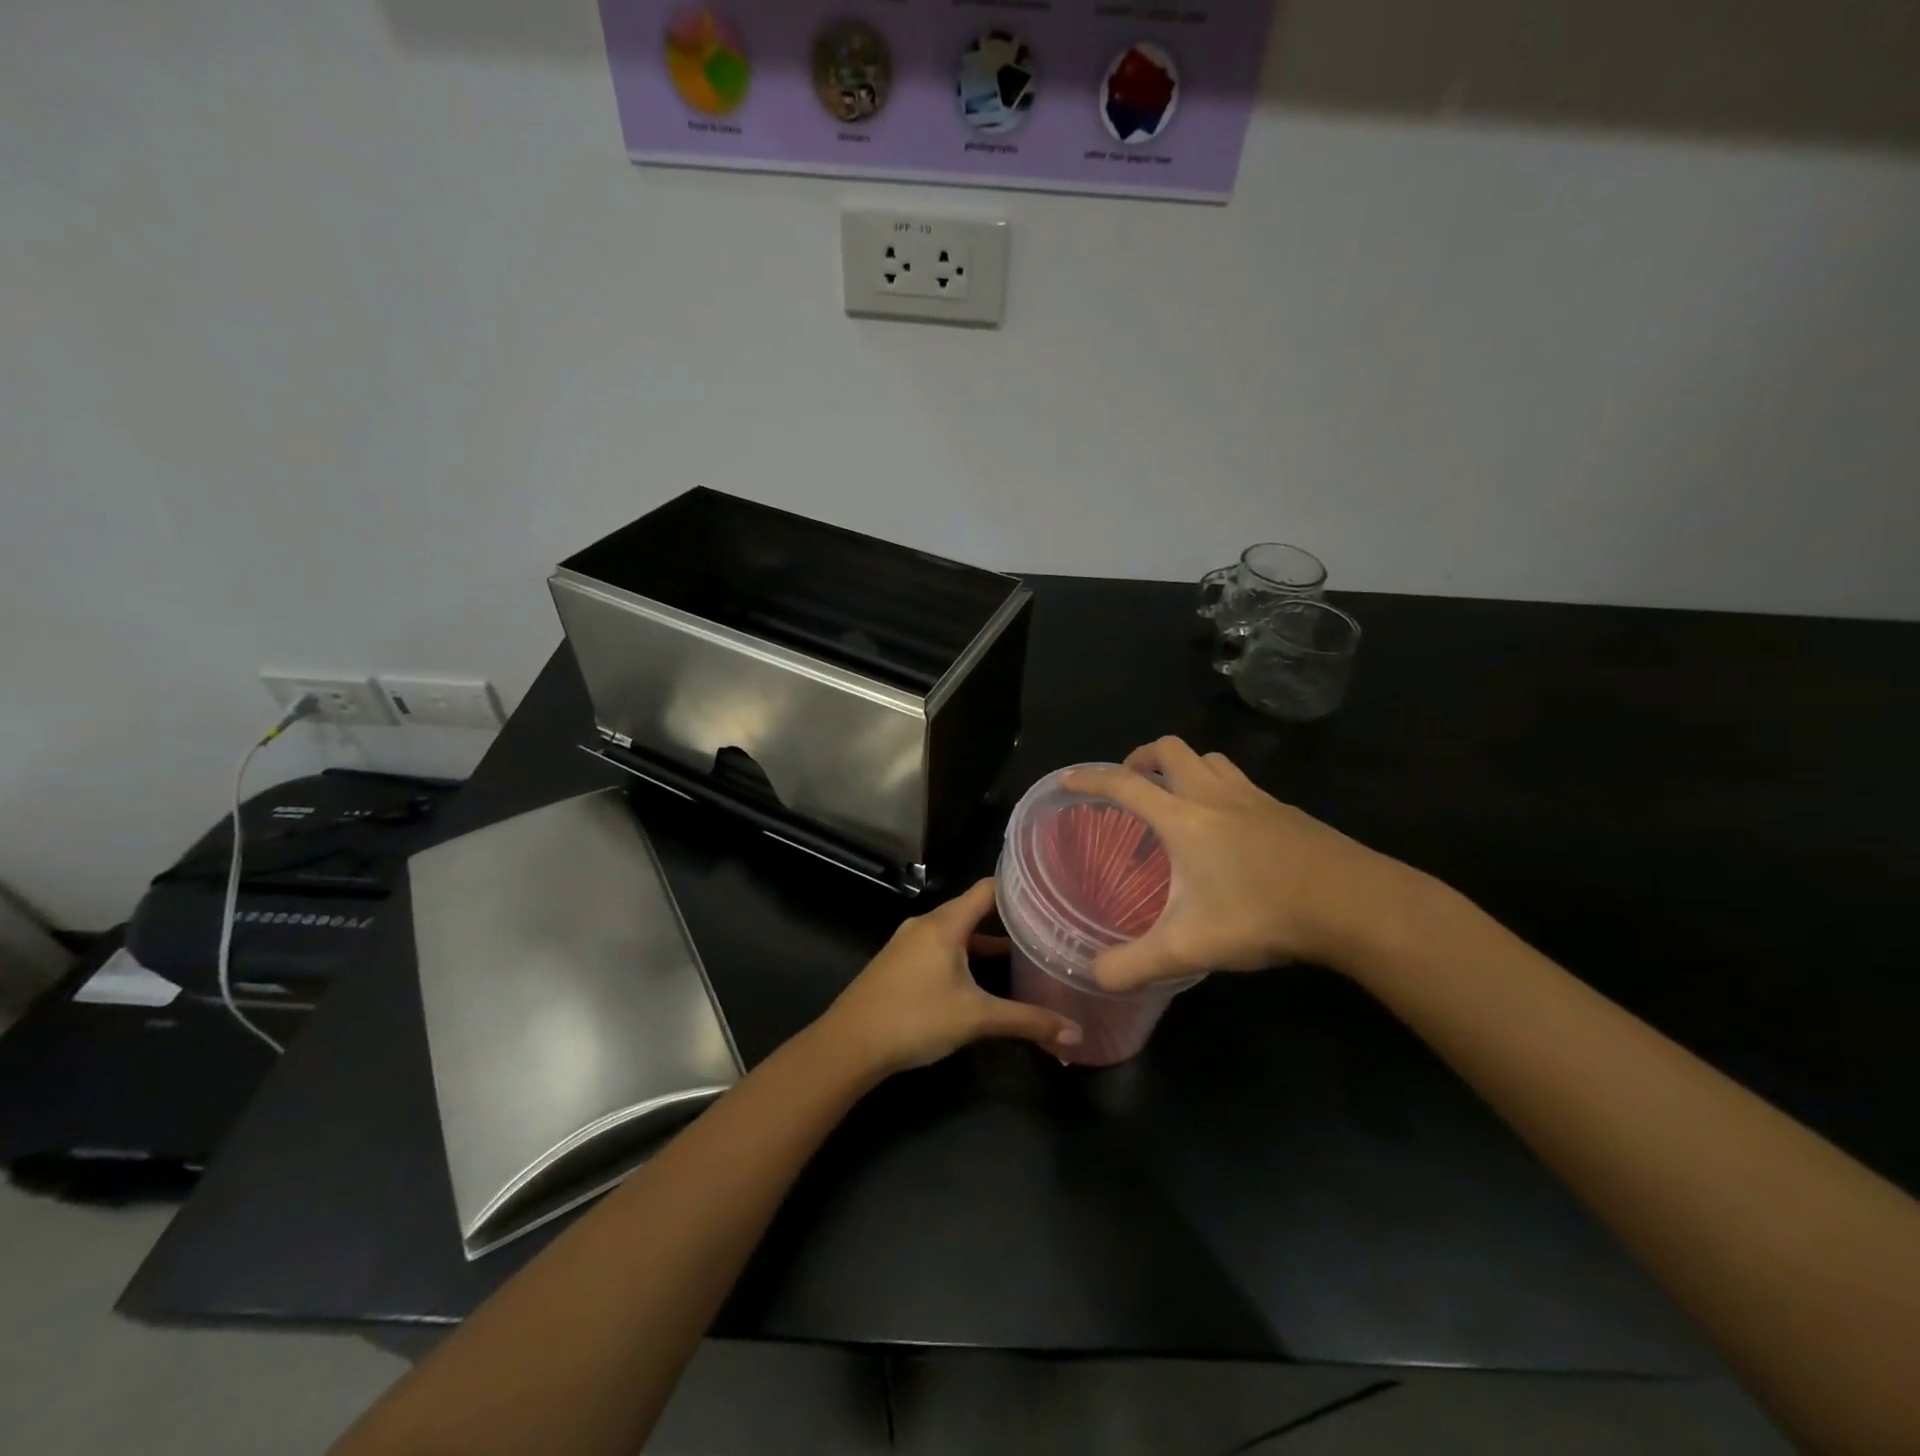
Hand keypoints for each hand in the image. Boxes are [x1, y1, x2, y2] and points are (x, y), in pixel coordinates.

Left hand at [820, 879, 1083, 1076]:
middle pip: (973, 909)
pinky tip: (979, 978)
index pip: (988, 888)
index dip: (1018, 888)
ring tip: (1021, 953)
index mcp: (945, 923)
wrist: (848, 1044)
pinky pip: (939, 946)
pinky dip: (964, 954)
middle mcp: (926, 923)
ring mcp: (908, 942)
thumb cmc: (915, 1019)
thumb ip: (1026, 1021)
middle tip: (1044, 927)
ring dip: (984, 940)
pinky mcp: (898, 962)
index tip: (1049, 894)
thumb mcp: (976, 1019)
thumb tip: (1075, 1033)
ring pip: (955, 931)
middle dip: (1007, 918)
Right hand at [1063, 737, 1421, 992]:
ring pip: (1210, 759)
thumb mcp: (1188, 948)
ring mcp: (1254, 798)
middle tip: (1131, 786)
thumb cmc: (1262, 914)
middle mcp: (1214, 795)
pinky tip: (1229, 828)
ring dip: (1185, 767)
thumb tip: (1094, 976)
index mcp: (1183, 818)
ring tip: (1176, 799)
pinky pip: (1241, 782)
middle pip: (1170, 749)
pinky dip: (1221, 788)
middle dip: (1141, 759)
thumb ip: (1134, 964)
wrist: (1354, 903)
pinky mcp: (1285, 810)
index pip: (1124, 784)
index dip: (1091, 778)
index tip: (1068, 779)